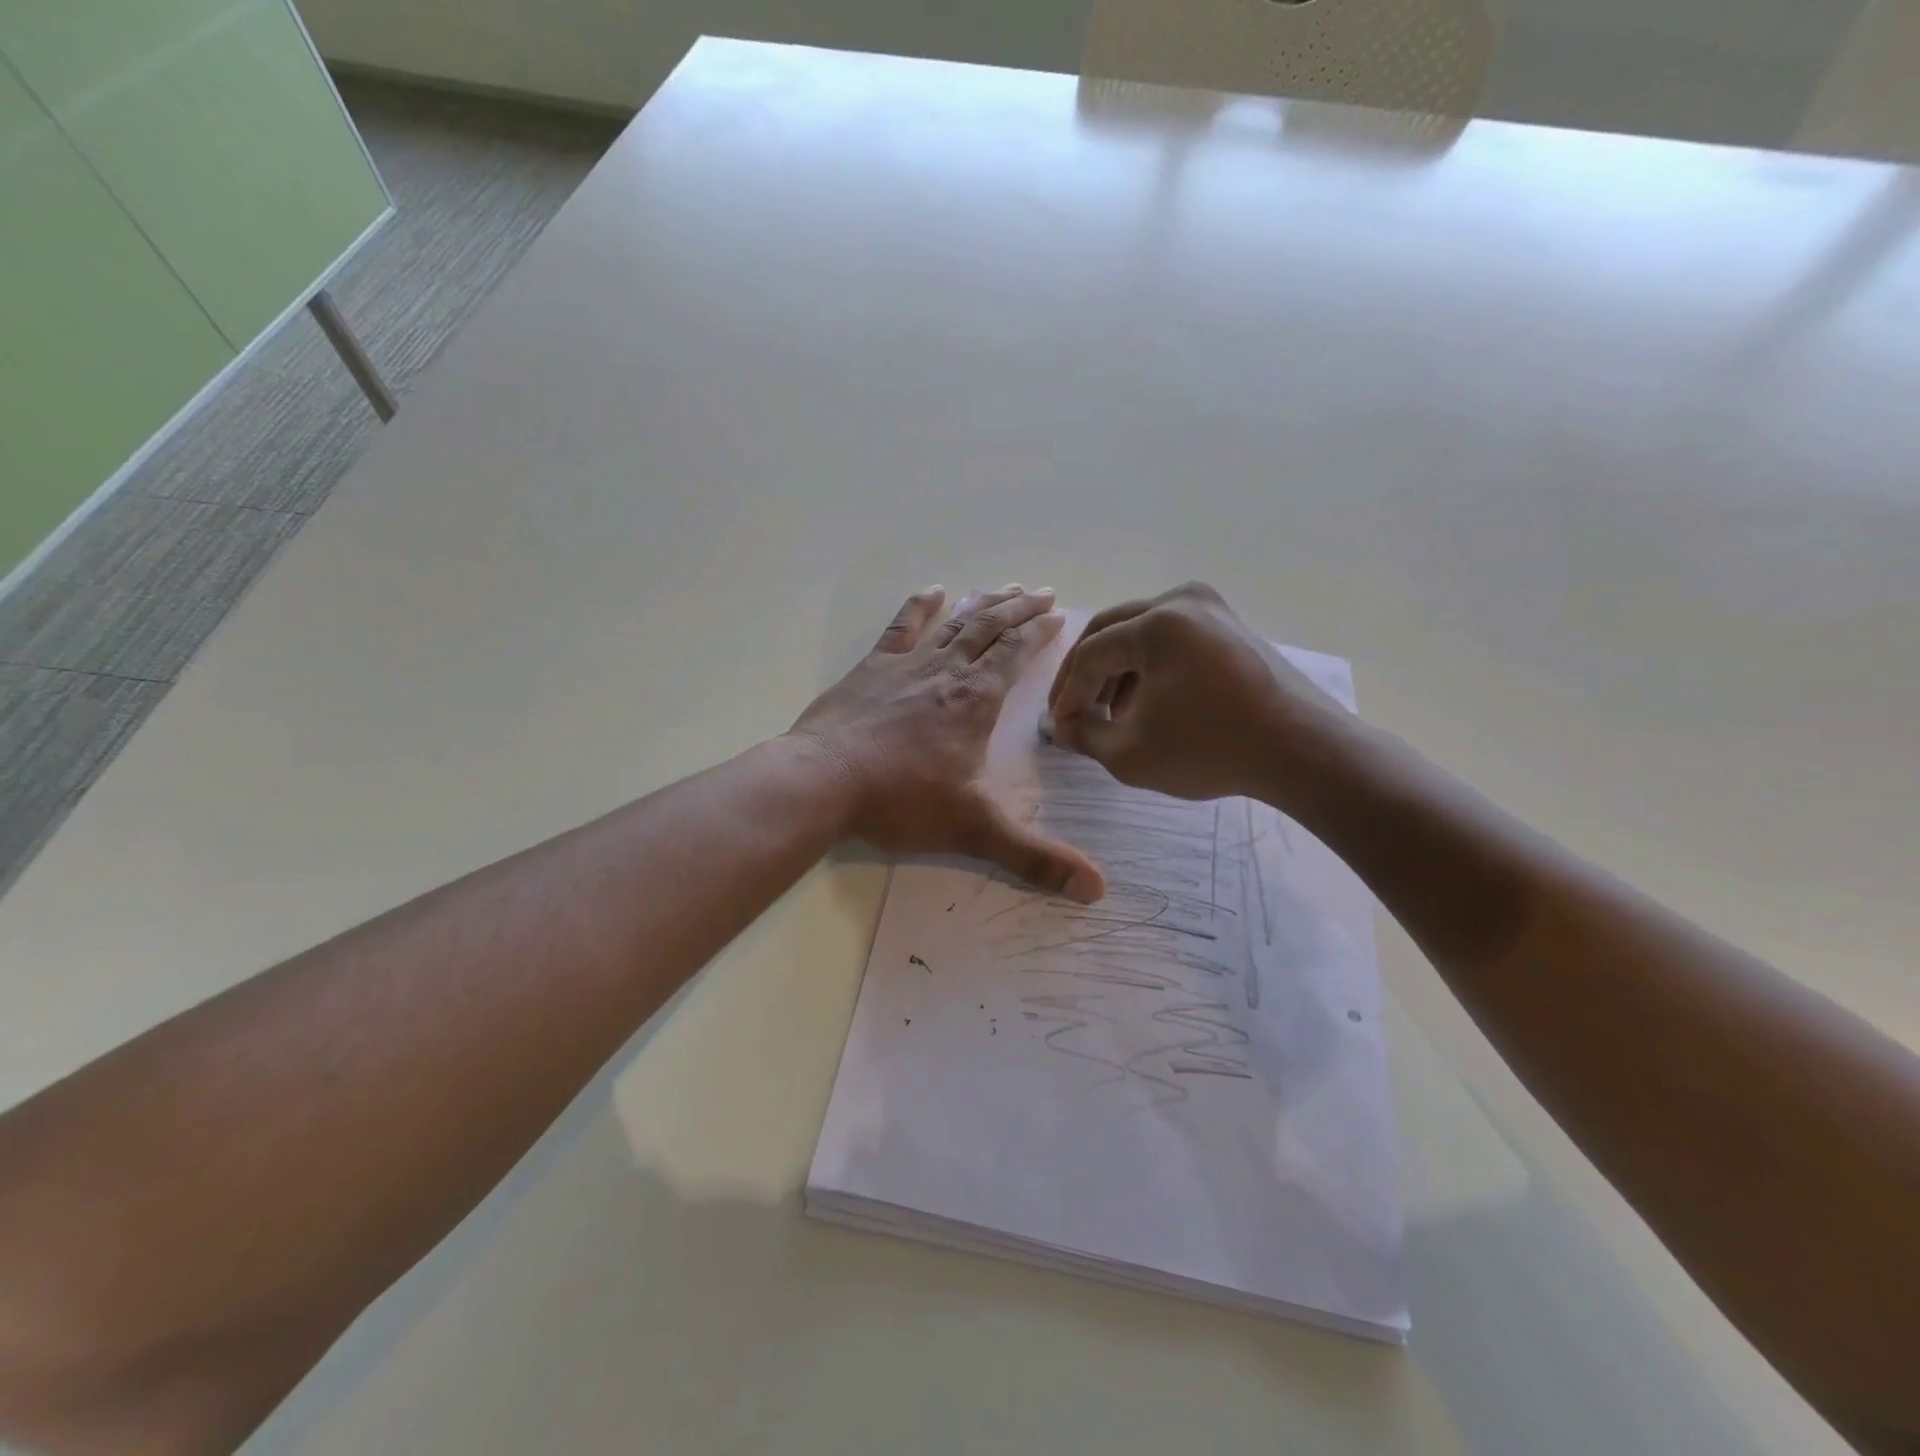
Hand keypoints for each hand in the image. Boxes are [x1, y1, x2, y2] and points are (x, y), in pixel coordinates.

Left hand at [790, 586, 1105, 902]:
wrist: (823, 780)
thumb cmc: (901, 800)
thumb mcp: (974, 830)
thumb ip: (1035, 858)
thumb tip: (1098, 890)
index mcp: (975, 700)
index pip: (1015, 654)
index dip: (1038, 633)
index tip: (1058, 615)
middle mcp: (946, 672)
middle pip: (989, 629)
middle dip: (1019, 609)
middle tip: (1042, 592)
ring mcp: (906, 665)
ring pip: (954, 623)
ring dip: (982, 604)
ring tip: (1005, 587)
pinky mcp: (871, 668)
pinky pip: (901, 628)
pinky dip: (920, 607)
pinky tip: (933, 591)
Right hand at [1046, 582, 1356, 803]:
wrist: (1303, 751)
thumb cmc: (1211, 750)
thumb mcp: (1131, 753)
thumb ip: (1084, 736)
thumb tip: (1061, 728)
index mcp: (1157, 623)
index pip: (1091, 654)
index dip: (1067, 693)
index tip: (1059, 727)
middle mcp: (1183, 600)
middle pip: (1111, 630)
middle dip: (1085, 673)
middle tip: (1072, 710)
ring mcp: (1212, 608)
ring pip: (1141, 632)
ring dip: (1116, 670)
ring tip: (1108, 713)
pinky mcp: (1230, 625)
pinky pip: (1172, 637)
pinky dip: (1149, 665)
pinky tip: (1145, 703)